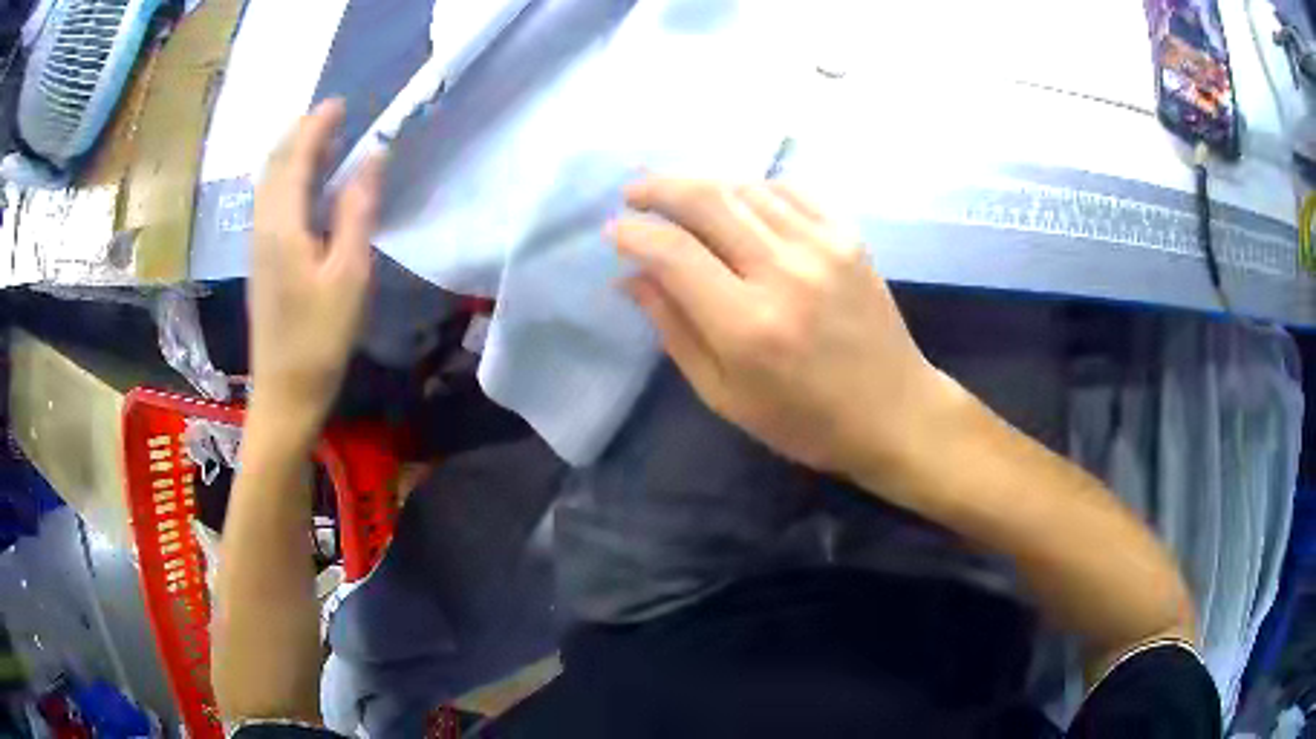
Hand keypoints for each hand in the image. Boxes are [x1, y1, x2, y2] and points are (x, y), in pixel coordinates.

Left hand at [249, 100, 384, 433]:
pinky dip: (288, 180)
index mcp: (282, 225)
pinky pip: (271, 203)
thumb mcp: (349, 273)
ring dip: (293, 155)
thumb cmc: (319, 338)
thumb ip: (358, 211)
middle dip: (301, 134)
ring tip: (324, 143)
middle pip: (275, 165)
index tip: (341, 103)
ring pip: (269, 184)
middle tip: (333, 118)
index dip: (317, 126)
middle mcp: (263, 226)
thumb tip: (374, 157)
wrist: (285, 393)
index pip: (296, 157)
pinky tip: (308, 188)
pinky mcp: (262, 262)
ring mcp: (258, 245)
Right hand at [613, 177, 955, 481]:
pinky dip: (754, 187)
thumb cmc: (804, 420)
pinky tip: (739, 201)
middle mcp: (784, 272)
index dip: (633, 234)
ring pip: (746, 187)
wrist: (893, 411)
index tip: (613, 231)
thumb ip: (675, 329)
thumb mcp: (725, 394)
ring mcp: (822, 246)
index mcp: (747, 324)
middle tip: (633, 192)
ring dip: (702, 184)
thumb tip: (631, 277)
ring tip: (678, 196)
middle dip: (658, 188)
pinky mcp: (848, 236)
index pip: (673, 253)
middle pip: (707, 200)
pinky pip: (789, 190)